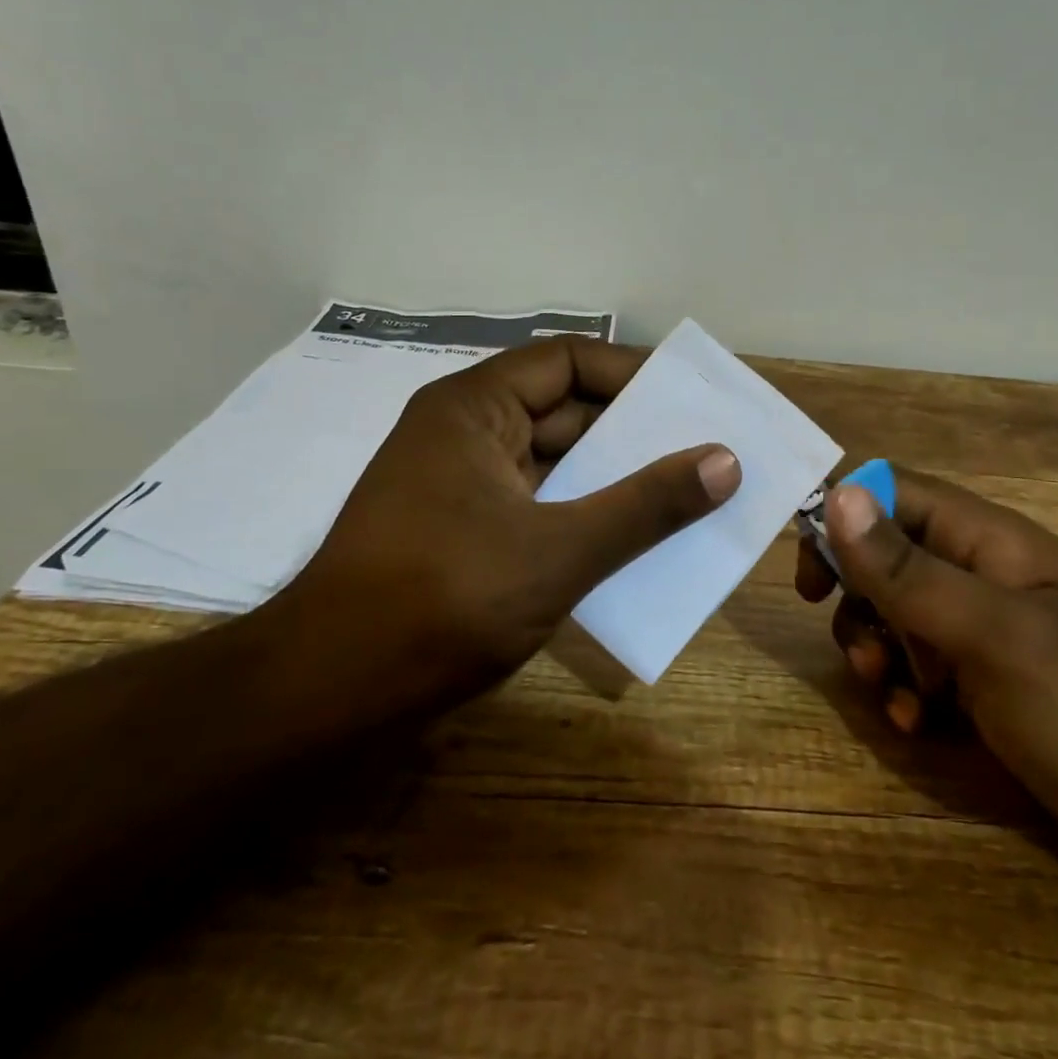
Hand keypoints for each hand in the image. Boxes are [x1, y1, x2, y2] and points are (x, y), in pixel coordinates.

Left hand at [269, 338, 739, 730]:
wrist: (331, 696)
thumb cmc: (443, 602)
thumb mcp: (560, 550)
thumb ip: (645, 505)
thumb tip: (726, 461)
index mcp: (473, 410)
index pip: (566, 361)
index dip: (631, 373)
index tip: (690, 398)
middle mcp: (464, 435)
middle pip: (564, 412)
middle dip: (633, 432)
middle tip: (704, 447)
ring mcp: (461, 488)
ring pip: (555, 466)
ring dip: (613, 480)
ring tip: (687, 492)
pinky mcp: (463, 536)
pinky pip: (539, 507)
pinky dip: (584, 517)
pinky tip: (635, 541)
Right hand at [797, 467, 1057, 900]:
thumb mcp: (999, 636)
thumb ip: (912, 571)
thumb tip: (838, 496)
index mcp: (989, 542)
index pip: (894, 493)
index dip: (843, 516)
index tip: (809, 571)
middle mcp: (981, 577)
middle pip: (885, 559)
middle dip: (858, 601)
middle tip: (859, 649)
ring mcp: (986, 634)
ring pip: (896, 618)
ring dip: (877, 653)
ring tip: (894, 696)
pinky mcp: (990, 686)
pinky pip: (922, 671)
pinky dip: (907, 695)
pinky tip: (919, 726)